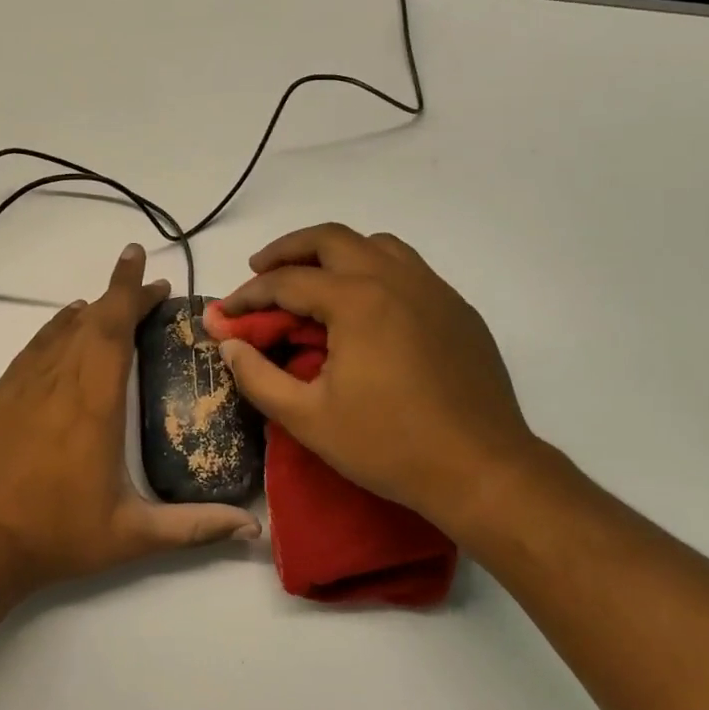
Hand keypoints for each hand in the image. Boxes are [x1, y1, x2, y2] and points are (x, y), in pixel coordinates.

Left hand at [0, 243, 260, 593]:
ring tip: (112, 305)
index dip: (129, 291)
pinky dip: (56, 329)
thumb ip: (194, 526)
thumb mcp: (133, 536)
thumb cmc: (59, 536)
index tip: (142, 261)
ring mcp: (23, 385)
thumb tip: (252, 528)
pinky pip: (34, 347)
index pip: (113, 329)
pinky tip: (65, 330)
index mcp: (94, 403)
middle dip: (120, 294)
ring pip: (60, 329)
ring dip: (90, 310)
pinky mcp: (0, 395)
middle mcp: (58, 381)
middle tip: (149, 287)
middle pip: (90, 320)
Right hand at [215, 223, 542, 534]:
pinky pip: (407, 268)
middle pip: (330, 239)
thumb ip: (257, 378)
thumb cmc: (389, 445)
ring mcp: (432, 290)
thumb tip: (229, 346)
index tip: (226, 314)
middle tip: (260, 270)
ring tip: (311, 279)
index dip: (248, 295)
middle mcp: (395, 279)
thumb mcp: (307, 419)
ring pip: (374, 245)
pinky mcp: (456, 309)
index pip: (286, 282)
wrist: (483, 470)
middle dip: (287, 250)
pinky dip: (373, 270)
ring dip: (334, 252)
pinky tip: (364, 307)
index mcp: (357, 301)